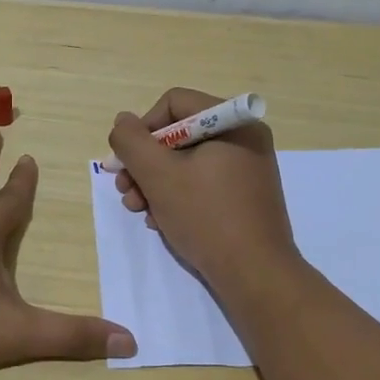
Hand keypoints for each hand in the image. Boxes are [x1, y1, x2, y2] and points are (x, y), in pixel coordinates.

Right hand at [106, 87, 298, 290]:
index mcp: (233, 122)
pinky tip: (162, 221)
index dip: (143, 129)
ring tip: (139, 210)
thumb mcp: (158, 175)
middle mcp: (244, 138)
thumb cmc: (206, 217)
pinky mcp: (245, 195)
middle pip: (178, 134)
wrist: (255, 275)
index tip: (127, 162)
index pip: (173, 104)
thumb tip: (123, 122)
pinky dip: (178, 196)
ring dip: (155, 183)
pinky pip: (203, 182)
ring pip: (187, 161)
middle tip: (125, 191)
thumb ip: (132, 142)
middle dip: (145, 163)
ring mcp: (248, 168)